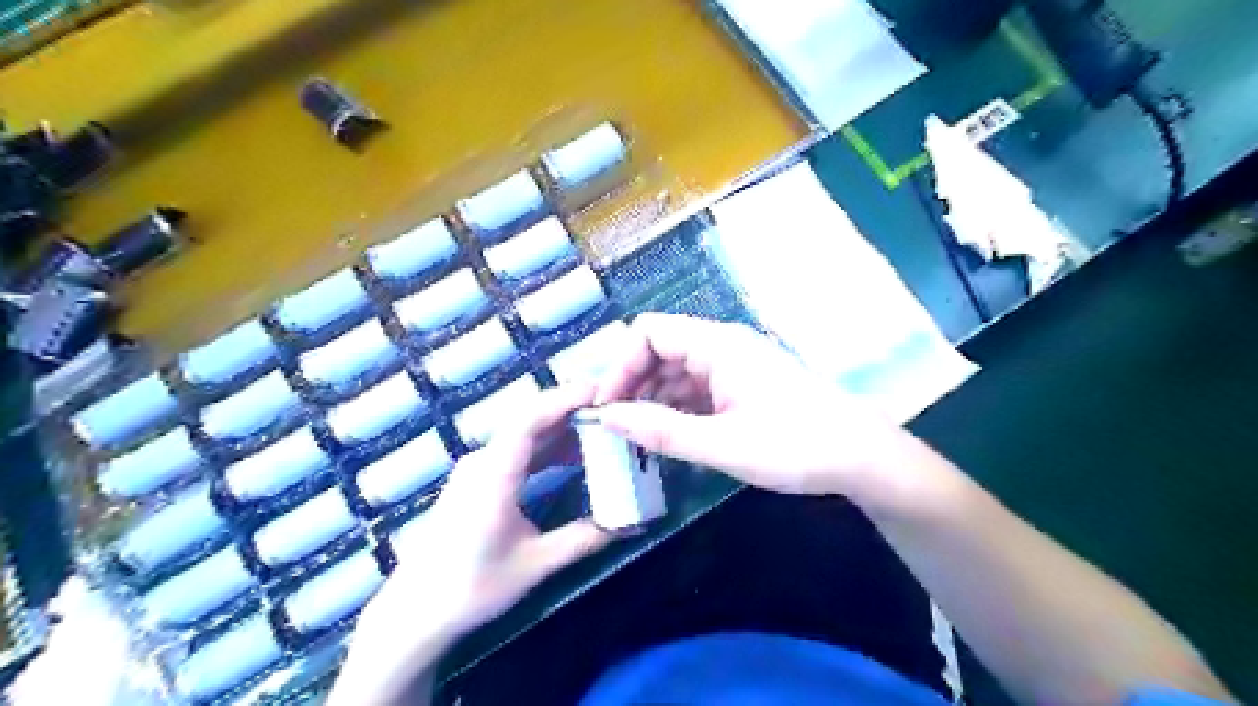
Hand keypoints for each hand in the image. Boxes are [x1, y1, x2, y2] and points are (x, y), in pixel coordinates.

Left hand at [331, 386, 611, 705]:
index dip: (565, 400)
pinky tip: (574, 455)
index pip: (530, 419)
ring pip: (525, 434)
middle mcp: (484, 461)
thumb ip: (584, 539)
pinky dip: (549, 446)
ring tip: (602, 426)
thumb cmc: (471, 587)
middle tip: (612, 407)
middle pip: (529, 419)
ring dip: (561, 426)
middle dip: (570, 407)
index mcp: (494, 475)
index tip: (601, 393)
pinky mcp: (480, 481)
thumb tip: (631, 524)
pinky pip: (519, 451)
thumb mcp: (534, 565)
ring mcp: (480, 469)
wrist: (416, 611)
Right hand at [595, 311, 910, 498]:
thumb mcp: (721, 444)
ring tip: (639, 438)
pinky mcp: (744, 385)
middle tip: (617, 427)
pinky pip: (698, 387)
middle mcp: (723, 346)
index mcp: (717, 345)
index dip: (620, 365)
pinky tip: (670, 436)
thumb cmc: (794, 446)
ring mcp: (735, 365)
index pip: (649, 333)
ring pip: (678, 371)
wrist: (861, 457)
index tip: (607, 407)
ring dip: (654, 398)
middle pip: (661, 350)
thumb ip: (661, 430)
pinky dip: (678, 407)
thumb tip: (606, 417)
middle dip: (633, 384)